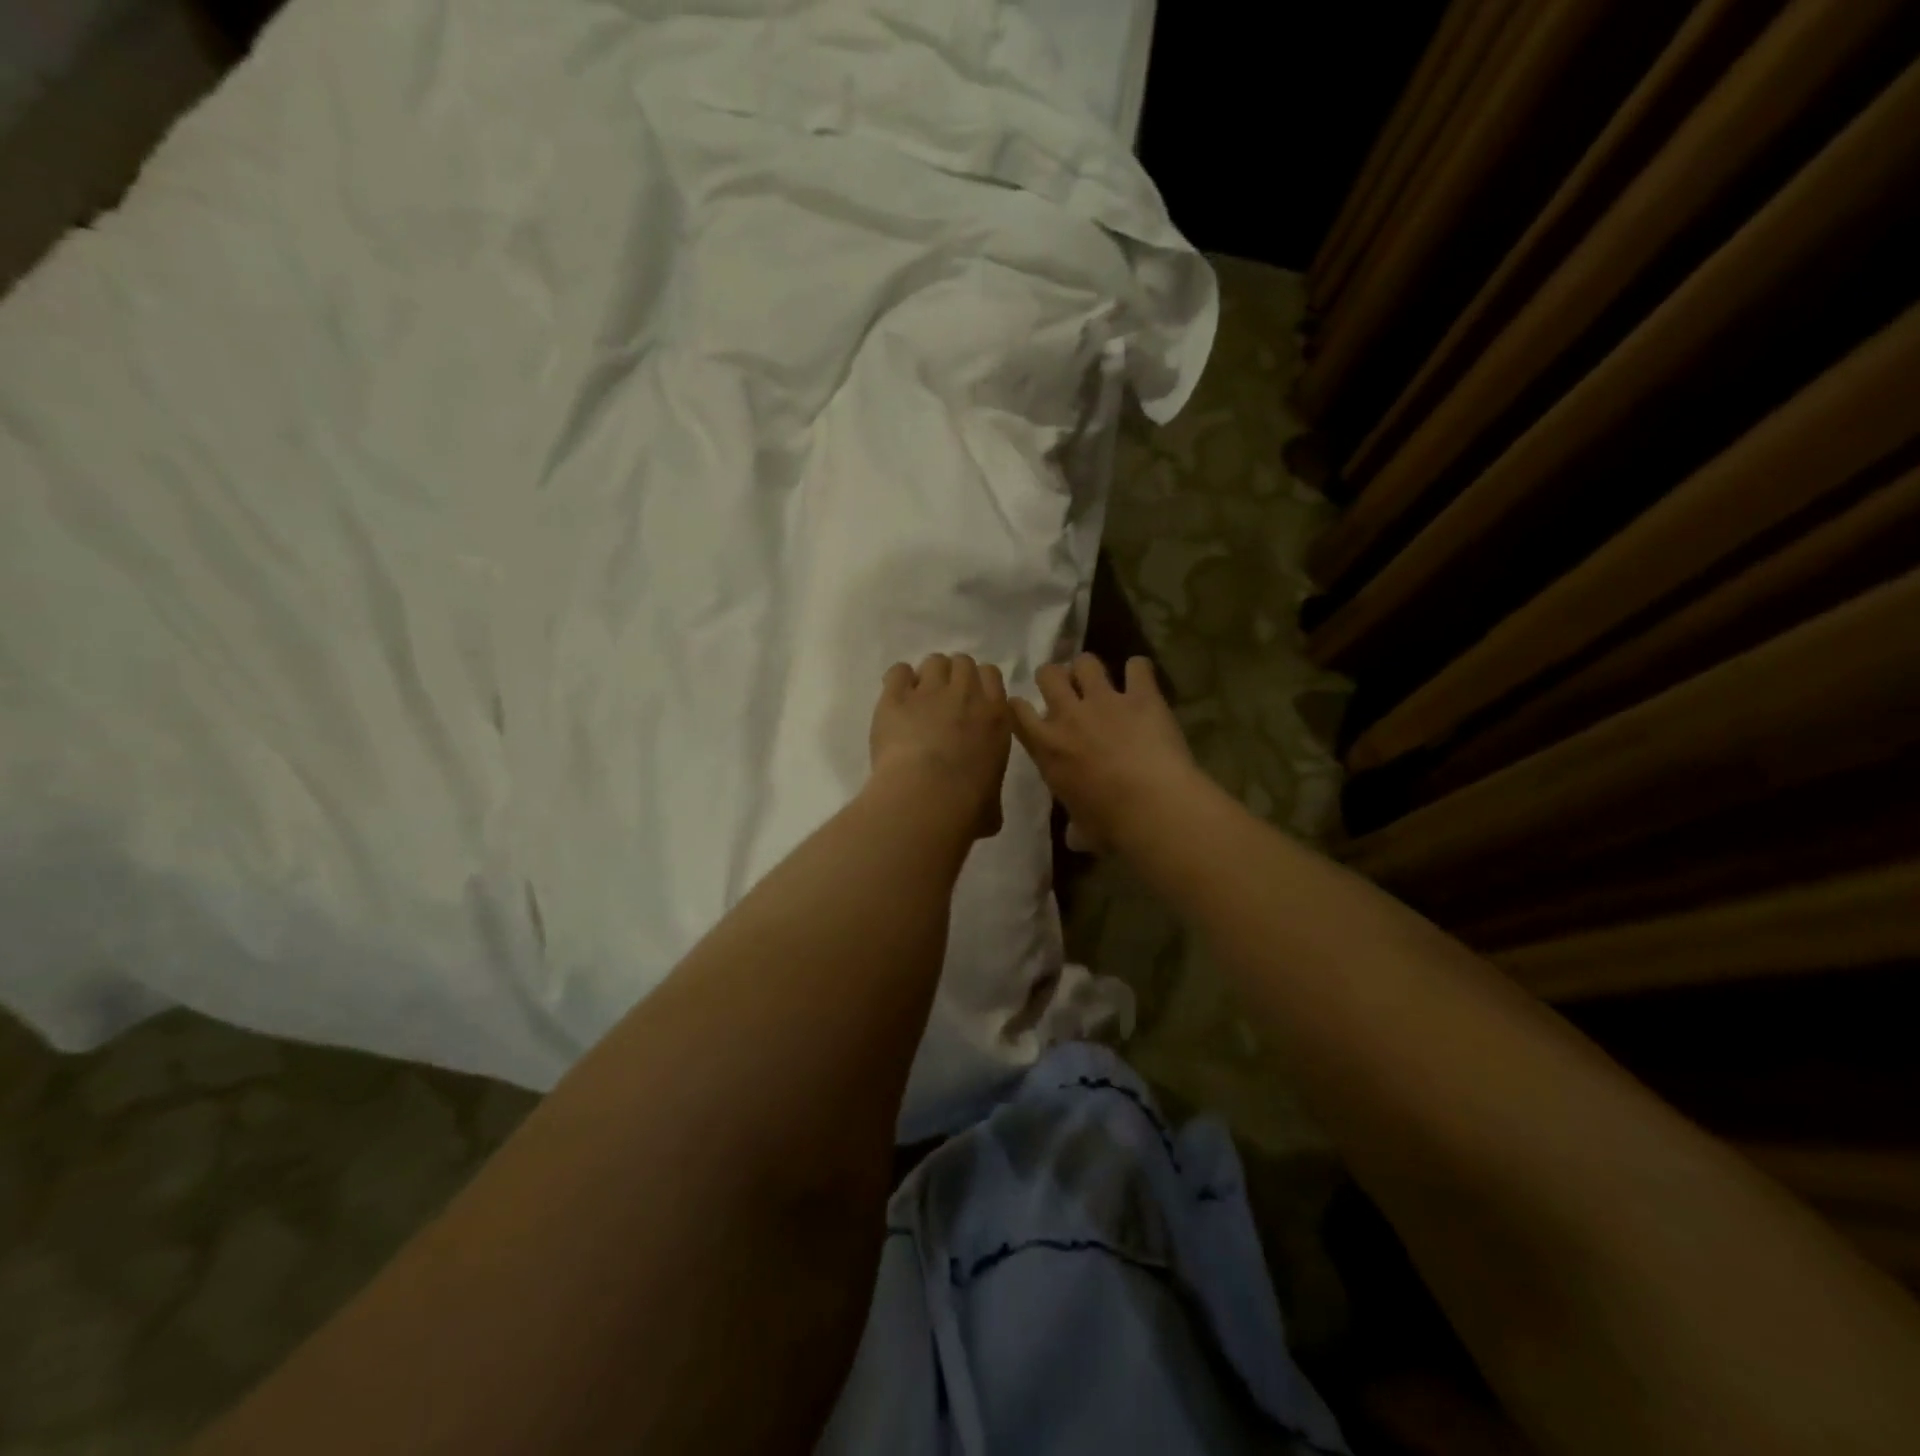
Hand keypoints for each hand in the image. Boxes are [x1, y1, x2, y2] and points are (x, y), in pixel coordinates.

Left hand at [869, 653, 1011, 839]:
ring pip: (933, 662)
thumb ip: (990, 794)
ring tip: (918, 698)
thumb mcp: (993, 804)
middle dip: (953, 676)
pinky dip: (898, 681)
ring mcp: (929, 692)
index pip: (991, 675)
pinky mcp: (895, 698)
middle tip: (942, 699)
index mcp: (996, 716)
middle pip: (962, 662)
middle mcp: (966, 695)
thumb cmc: (968, 807)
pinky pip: (898, 672)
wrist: (928, 798)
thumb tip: (987, 811)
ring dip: (927, 676)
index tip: (969, 700)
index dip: (978, 683)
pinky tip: (895, 698)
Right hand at [1010, 654, 1200, 853]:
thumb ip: (1076, 826)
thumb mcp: (1083, 829)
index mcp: (1047, 748)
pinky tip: (1141, 678)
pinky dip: (1139, 670)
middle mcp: (1069, 716)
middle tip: (1066, 689)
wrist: (1151, 806)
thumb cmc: (1110, 824)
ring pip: (1086, 662)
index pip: (1017, 712)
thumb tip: (1075, 838)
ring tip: (1100, 679)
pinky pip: (1138, 667)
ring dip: (1090, 669)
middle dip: (1054, 677)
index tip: (1027, 709)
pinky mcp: (1141, 695)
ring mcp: (1105, 700)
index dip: (1020, 706)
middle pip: (1048, 675)